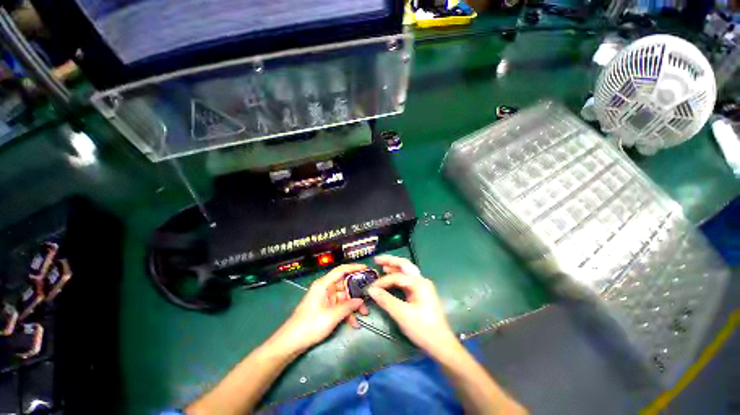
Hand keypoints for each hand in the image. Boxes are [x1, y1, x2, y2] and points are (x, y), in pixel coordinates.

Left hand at [269, 264, 366, 354]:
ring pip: (344, 297)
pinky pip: (340, 306)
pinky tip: (354, 323)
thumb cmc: (310, 325)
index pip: (341, 270)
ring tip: (364, 314)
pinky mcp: (326, 308)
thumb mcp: (331, 316)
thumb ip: (348, 307)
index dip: (354, 268)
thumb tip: (361, 300)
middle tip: (369, 297)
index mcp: (324, 285)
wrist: (291, 343)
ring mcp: (326, 299)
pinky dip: (347, 313)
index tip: (366, 268)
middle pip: (345, 285)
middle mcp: (326, 289)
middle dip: (357, 293)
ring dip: (354, 305)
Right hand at [367, 257, 459, 357]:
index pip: (397, 277)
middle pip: (404, 265)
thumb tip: (371, 290)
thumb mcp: (403, 315)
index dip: (383, 281)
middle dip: (390, 261)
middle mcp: (421, 281)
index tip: (371, 288)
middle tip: (376, 260)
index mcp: (420, 284)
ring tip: (381, 265)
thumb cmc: (423, 329)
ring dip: (394, 267)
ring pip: (406, 271)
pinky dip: (397, 276)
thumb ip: (386, 300)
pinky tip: (390, 277)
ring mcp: (422, 286)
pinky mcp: (420, 293)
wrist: (441, 345)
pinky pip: (406, 280)